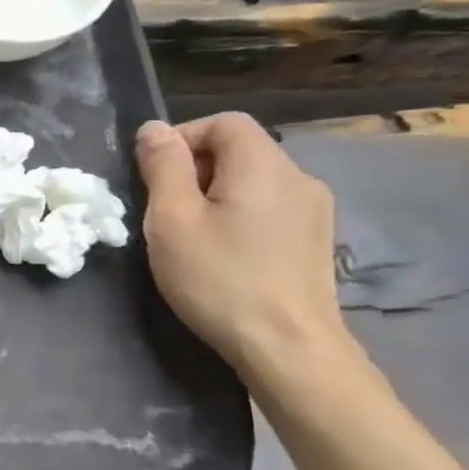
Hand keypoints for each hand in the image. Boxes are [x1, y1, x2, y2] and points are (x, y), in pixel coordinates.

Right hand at [135, 114, 351, 379]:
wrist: (288, 347)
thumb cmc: (219, 279)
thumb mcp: (172, 220)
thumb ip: (163, 168)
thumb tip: (154, 129)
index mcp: (263, 166)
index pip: (224, 122)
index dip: (183, 137)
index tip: (153, 175)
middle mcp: (298, 177)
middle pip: (241, 149)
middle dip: (196, 168)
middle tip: (164, 209)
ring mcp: (314, 210)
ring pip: (254, 180)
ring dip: (215, 193)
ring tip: (189, 233)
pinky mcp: (315, 239)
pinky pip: (269, 206)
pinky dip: (239, 213)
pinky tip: (223, 250)